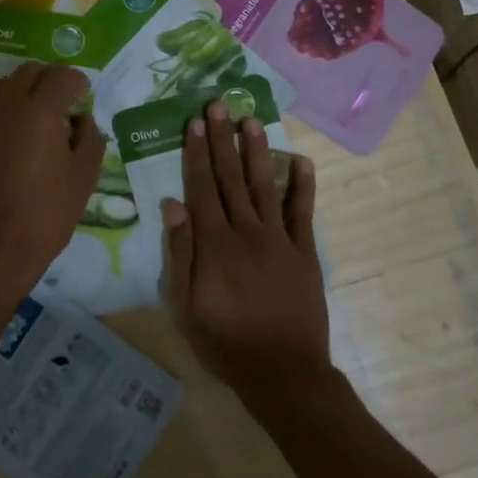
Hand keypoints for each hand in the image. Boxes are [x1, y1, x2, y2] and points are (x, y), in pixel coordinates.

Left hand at [0, 63, 105, 303]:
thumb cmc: (49, 212)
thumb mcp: (85, 176)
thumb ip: (89, 138)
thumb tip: (81, 120)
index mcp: (40, 112)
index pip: (60, 75)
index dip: (76, 80)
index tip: (84, 93)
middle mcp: (8, 108)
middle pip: (28, 72)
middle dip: (49, 78)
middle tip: (64, 99)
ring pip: (4, 88)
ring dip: (25, 91)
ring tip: (40, 116)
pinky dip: (8, 115)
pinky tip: (19, 143)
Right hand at [163, 99, 332, 406]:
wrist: (284, 372)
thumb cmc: (226, 342)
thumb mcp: (186, 305)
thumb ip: (181, 253)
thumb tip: (173, 205)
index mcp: (215, 243)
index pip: (202, 188)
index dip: (198, 153)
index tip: (195, 123)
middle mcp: (247, 231)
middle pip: (231, 178)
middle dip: (224, 140)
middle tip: (219, 105)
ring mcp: (279, 240)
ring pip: (265, 186)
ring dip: (257, 152)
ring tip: (252, 120)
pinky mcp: (305, 254)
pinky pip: (303, 214)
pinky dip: (303, 187)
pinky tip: (301, 162)